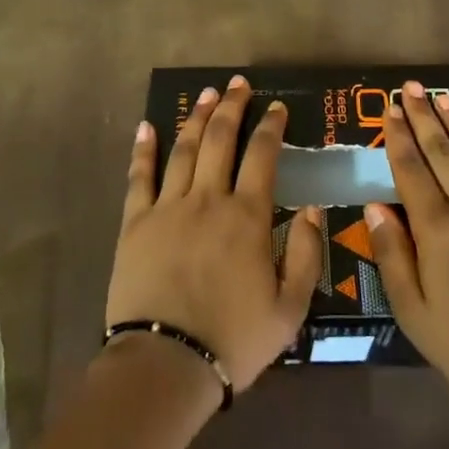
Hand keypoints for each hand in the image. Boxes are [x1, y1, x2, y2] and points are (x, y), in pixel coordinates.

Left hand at [106, 76, 323, 392]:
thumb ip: (307, 254)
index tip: (277, 107)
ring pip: (183, 149)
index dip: (271, 127)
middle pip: (220, 139)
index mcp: (247, 217)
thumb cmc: (233, 339)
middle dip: (231, 107)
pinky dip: (144, 149)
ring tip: (205, 93)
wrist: (166, 364)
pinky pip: (139, 177)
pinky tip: (147, 126)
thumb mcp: (290, 309)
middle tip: (238, 84)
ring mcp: (168, 207)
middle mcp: (208, 199)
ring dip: (196, 117)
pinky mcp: (135, 223)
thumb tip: (313, 208)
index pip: (262, 156)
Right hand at [365, 81, 448, 424]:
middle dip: (425, 118)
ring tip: (446, 98)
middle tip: (413, 88)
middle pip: (444, 153)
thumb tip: (374, 206)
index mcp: (437, 229)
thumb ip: (392, 254)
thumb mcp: (414, 310)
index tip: (390, 110)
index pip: (412, 170)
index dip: (399, 138)